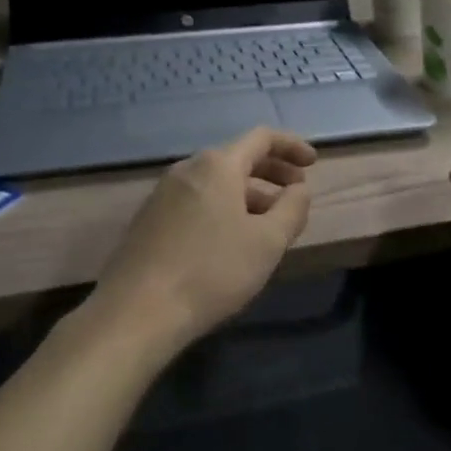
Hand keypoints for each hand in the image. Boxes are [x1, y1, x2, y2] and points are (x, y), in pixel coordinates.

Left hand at [93, 127, 316, 350]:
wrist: (137, 311)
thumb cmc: (212, 271)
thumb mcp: (267, 242)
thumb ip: (292, 209)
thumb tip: (300, 190)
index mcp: (217, 165)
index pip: (262, 138)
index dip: (291, 147)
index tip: (313, 164)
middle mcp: (187, 169)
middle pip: (238, 158)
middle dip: (272, 172)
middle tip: (297, 193)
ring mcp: (163, 194)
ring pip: (216, 183)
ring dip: (249, 194)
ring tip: (270, 223)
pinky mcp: (149, 220)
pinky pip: (197, 201)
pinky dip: (223, 208)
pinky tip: (231, 240)